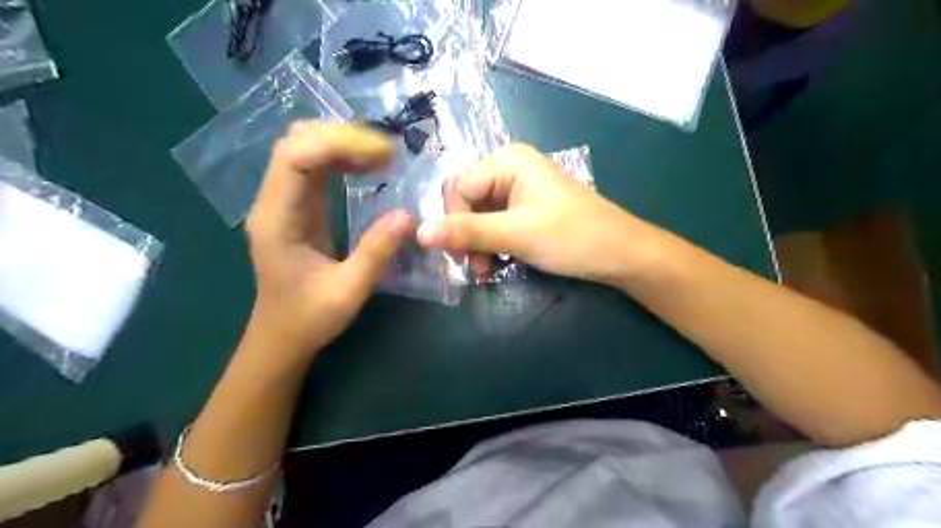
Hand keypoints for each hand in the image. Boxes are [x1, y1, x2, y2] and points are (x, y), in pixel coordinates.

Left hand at [245, 121, 409, 355]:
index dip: (338, 144)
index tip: (383, 156)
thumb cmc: (309, 318)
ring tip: (383, 158)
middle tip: (388, 154)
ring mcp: (283, 202)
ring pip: (305, 150)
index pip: (295, 156)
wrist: (281, 337)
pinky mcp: (296, 208)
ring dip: (343, 145)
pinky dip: (341, 160)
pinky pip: (314, 168)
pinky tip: (367, 168)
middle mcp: (273, 202)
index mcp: (277, 219)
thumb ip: (375, 253)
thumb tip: (407, 215)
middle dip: (344, 138)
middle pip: (297, 142)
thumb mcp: (348, 292)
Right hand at [416, 142, 663, 286]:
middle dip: (466, 236)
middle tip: (476, 268)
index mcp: (508, 161)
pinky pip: (495, 223)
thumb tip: (419, 233)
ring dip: (478, 245)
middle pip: (467, 201)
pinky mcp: (526, 209)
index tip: (461, 256)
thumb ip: (468, 232)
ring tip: (488, 270)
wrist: (620, 254)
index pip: (458, 187)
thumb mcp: (517, 235)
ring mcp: (519, 189)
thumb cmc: (572, 237)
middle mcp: (510, 168)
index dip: (453, 221)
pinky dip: (492, 245)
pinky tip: (498, 263)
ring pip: (479, 216)